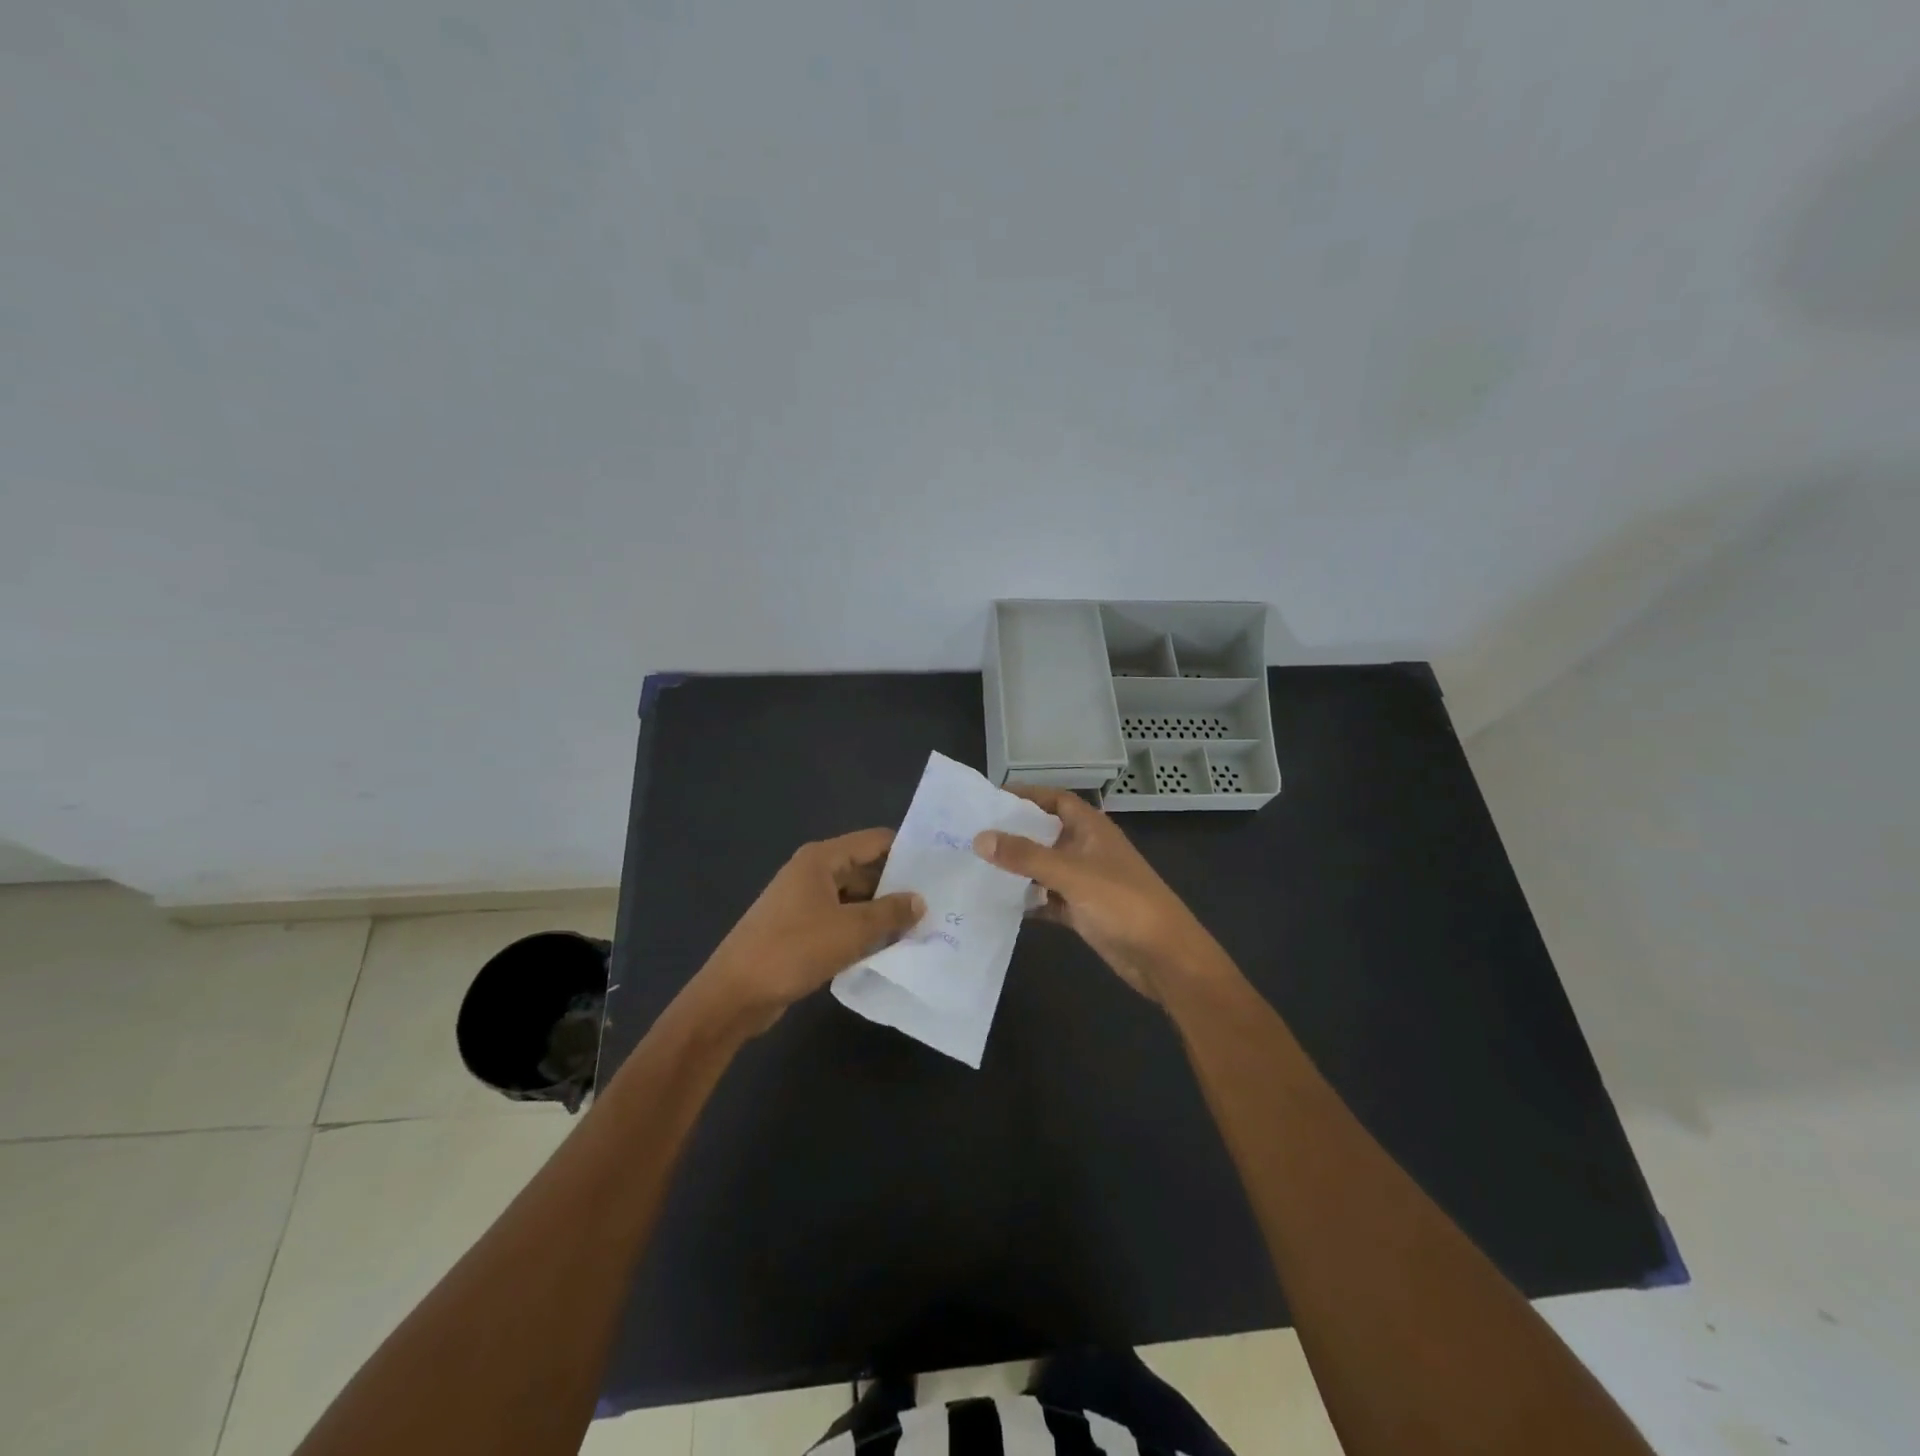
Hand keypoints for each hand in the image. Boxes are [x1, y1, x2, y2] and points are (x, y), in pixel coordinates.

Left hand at [692, 829, 924, 1033]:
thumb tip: (920, 900)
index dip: (907, 851)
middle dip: (897, 886)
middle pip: (865, 869)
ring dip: (881, 912)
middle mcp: (812, 873)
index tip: (940, 866)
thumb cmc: (792, 950)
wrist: (734, 994)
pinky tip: (889, 947)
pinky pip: (840, 921)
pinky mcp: (800, 929)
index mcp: (821, 859)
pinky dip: (862, 930)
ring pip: (854, 898)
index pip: (874, 841)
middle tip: (937, 902)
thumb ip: (889, 913)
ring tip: (921, 926)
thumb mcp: (850, 930)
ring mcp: (804, 902)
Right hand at [973, 787, 1218, 999]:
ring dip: (1018, 869)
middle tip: (971, 833)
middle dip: (1014, 833)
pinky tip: (999, 904)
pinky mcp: (1083, 912)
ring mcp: (1086, 882)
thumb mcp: (1072, 874)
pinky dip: (1029, 901)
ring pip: (1045, 868)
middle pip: (1046, 833)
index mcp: (1092, 829)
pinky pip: (1049, 900)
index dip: (1028, 795)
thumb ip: (1026, 856)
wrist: (1164, 957)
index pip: (1056, 800)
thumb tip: (980, 838)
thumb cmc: (1123, 903)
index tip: (991, 798)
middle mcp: (1087, 850)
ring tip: (976, 866)